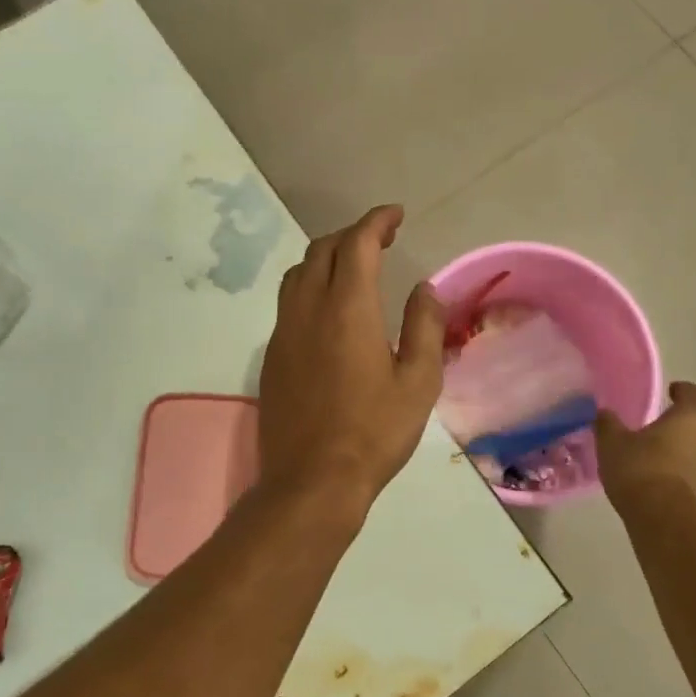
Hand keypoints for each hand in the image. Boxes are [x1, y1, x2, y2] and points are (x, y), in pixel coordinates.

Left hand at [259, 205, 445, 512]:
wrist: (312, 481)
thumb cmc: (374, 432)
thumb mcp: (418, 381)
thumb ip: (423, 326)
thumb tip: (424, 288)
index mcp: (348, 308)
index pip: (358, 243)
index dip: (376, 221)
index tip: (396, 215)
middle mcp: (308, 309)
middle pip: (322, 250)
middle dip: (352, 235)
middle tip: (380, 240)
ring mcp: (284, 332)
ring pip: (298, 273)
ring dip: (326, 257)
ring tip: (353, 268)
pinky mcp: (271, 356)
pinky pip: (288, 302)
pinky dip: (310, 287)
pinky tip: (328, 311)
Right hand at [595, 382, 695, 522]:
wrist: (670, 525)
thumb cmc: (641, 472)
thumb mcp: (612, 444)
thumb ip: (608, 424)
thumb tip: (605, 413)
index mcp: (692, 417)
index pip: (694, 393)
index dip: (682, 391)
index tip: (671, 393)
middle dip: (685, 426)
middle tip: (661, 433)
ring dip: (691, 454)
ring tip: (665, 464)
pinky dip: (693, 479)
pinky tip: (672, 490)